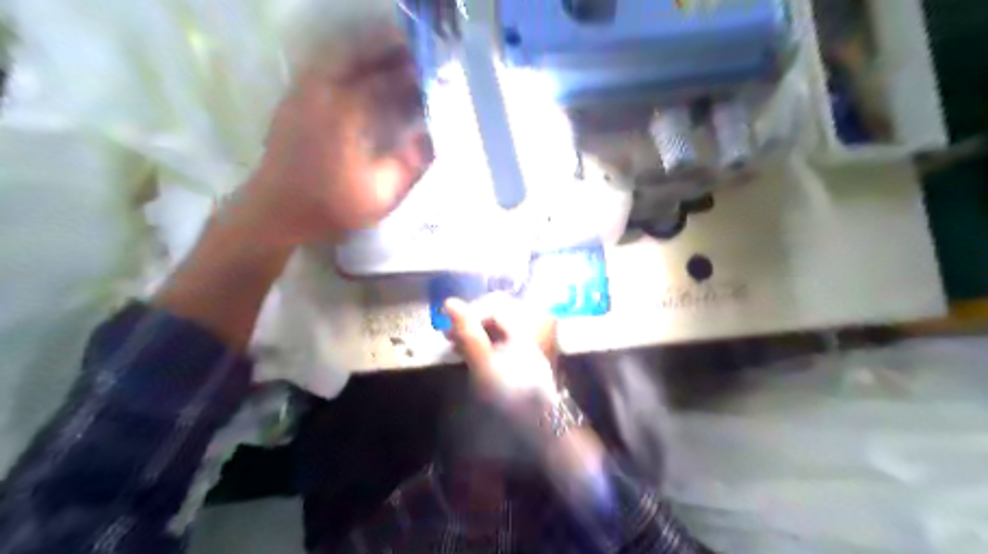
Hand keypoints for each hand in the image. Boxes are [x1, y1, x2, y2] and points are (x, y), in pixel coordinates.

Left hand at [234, 28, 432, 243]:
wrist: (278, 211)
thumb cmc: (332, 206)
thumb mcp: (382, 194)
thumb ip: (411, 164)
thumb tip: (429, 139)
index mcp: (347, 114)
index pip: (385, 81)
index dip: (410, 75)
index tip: (430, 74)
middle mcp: (322, 93)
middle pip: (357, 56)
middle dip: (387, 50)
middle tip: (411, 53)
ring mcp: (303, 93)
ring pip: (336, 57)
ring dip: (365, 53)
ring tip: (389, 59)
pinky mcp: (293, 100)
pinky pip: (321, 68)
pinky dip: (343, 63)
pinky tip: (358, 75)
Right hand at [445, 295, 558, 406]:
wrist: (540, 422)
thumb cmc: (511, 393)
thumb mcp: (485, 364)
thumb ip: (468, 332)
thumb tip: (449, 302)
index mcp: (528, 322)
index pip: (493, 304)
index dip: (468, 313)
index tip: (448, 329)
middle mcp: (534, 322)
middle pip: (497, 311)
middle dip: (471, 322)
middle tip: (448, 337)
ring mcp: (535, 334)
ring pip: (499, 323)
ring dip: (476, 332)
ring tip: (455, 346)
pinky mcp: (531, 348)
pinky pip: (505, 334)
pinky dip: (487, 341)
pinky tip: (471, 353)